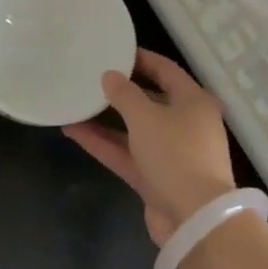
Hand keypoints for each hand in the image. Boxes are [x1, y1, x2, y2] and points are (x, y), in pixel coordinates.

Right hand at [63, 49, 235, 246]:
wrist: (194, 218)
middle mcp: (185, 124)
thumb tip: (110, 76)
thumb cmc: (175, 154)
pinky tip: (73, 130)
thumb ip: (124, 94)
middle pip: (150, 99)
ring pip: (133, 129)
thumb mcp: (146, 117)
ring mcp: (170, 153)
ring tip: (75, 102)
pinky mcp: (155, 177)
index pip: (166, 70)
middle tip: (91, 76)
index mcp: (194, 102)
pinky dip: (103, 143)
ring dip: (105, 118)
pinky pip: (126, 153)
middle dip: (120, 90)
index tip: (113, 50)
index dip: (140, 59)